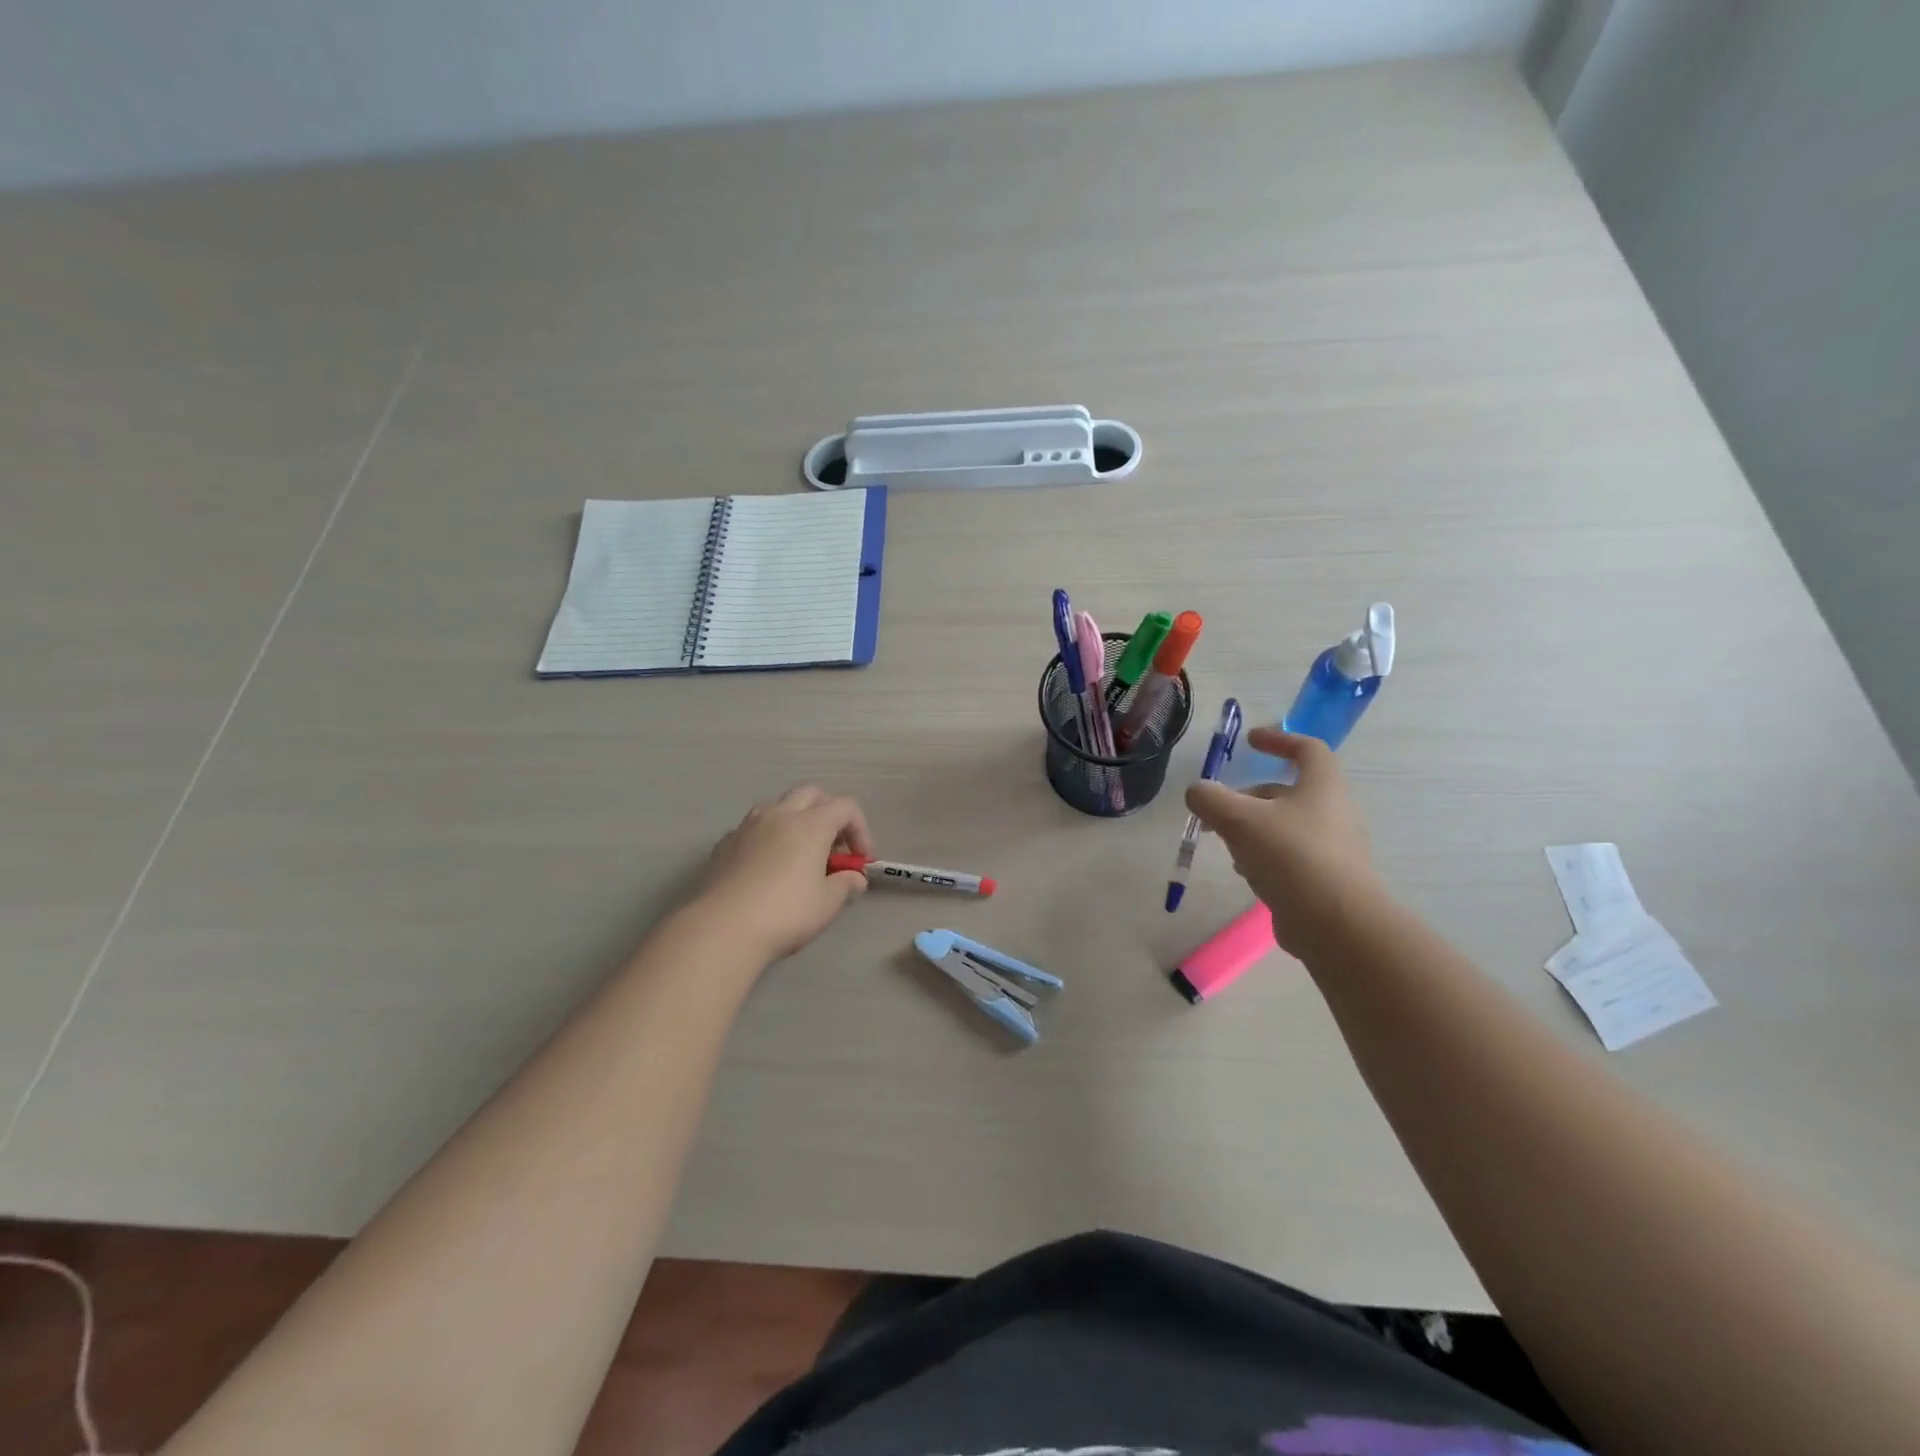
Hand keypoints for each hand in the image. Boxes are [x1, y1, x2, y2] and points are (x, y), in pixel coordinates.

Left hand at [697, 786, 873, 960]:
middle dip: (828, 813)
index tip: (860, 860)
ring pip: (778, 806)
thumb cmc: (785, 913)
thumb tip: (854, 878)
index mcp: (810, 824)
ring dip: (795, 821)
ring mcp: (747, 826)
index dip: (860, 829)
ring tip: (798, 854)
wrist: (721, 929)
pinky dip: (767, 838)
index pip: (845, 807)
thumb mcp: (827, 904)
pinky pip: (753, 829)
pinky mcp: (724, 844)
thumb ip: (846, 885)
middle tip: (832, 848)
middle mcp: (779, 815)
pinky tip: (766, 868)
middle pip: (811, 794)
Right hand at [1184, 729, 1384, 958]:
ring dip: (1253, 828)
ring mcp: (1334, 850)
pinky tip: (1246, 873)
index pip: (1307, 749)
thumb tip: (1197, 791)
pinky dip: (1265, 857)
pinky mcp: (1327, 882)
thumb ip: (1210, 798)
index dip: (1278, 739)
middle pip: (1288, 792)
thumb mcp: (1239, 819)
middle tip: (1217, 808)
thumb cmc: (1290, 856)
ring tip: (1225, 843)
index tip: (1250, 741)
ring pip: (1286, 827)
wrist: (1336, 924)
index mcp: (1322, 787)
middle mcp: (1334, 813)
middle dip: (1249, 796)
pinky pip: (1291, 858)